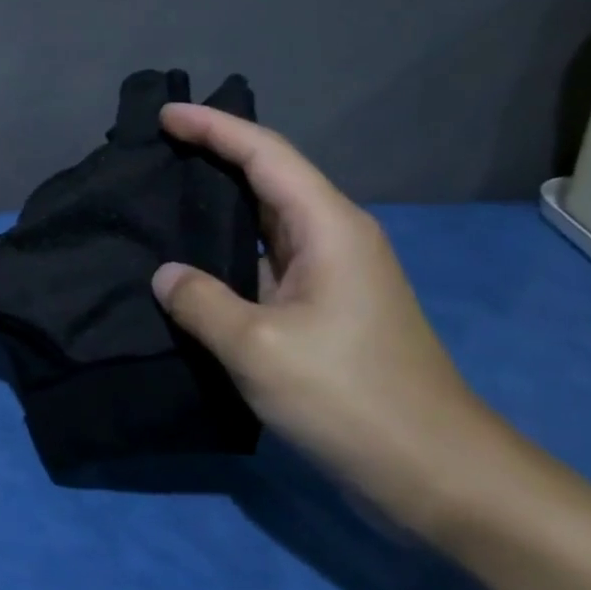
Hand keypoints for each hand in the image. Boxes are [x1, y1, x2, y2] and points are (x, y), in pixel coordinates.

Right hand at [152, 103, 525, 529]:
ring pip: (265, 221)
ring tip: (160, 197)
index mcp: (329, 228)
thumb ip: (201, 302)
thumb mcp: (258, 347)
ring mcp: (331, 276)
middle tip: (154, 150)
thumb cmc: (350, 398)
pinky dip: (225, 251)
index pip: (265, 154)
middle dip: (213, 156)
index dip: (213, 127)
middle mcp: (333, 239)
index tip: (165, 115)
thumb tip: (166, 275)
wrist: (436, 474)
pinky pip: (264, 261)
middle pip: (268, 177)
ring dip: (217, 205)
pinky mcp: (323, 310)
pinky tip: (190, 264)